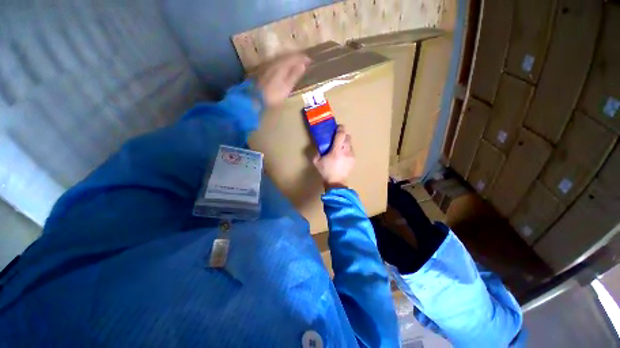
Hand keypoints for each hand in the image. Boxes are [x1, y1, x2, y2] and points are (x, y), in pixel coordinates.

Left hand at [257, 54, 310, 107]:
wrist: (256, 97)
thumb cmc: (274, 94)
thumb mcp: (287, 86)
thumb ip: (294, 75)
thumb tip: (303, 65)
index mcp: (282, 65)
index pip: (294, 57)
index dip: (302, 58)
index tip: (310, 60)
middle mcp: (275, 62)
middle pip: (287, 55)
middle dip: (297, 57)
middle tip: (304, 60)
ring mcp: (269, 65)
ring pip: (282, 58)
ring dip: (290, 59)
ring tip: (297, 63)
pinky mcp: (265, 69)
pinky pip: (278, 62)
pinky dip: (284, 62)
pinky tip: (286, 67)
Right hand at [313, 125, 355, 189]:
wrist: (336, 183)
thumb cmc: (326, 171)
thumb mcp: (317, 161)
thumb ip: (318, 152)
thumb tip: (320, 147)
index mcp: (336, 150)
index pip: (341, 134)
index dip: (340, 128)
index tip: (337, 127)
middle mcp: (346, 151)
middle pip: (347, 136)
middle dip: (342, 135)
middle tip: (337, 138)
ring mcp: (351, 155)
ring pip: (350, 143)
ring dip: (345, 143)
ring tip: (340, 148)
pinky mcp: (354, 159)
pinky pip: (351, 150)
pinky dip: (347, 150)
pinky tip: (342, 156)